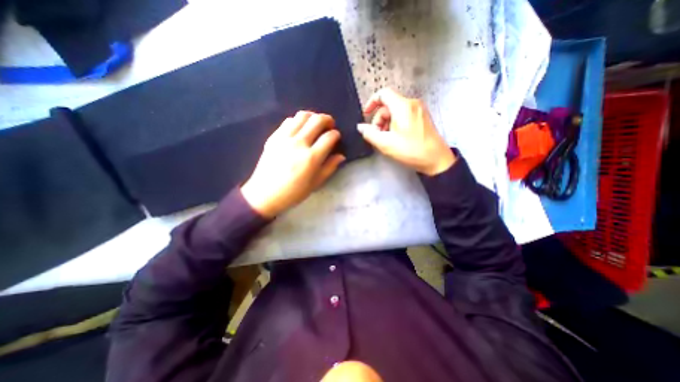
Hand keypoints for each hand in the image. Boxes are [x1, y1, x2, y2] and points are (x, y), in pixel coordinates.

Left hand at [241, 110, 345, 217]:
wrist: (264, 194)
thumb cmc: (293, 192)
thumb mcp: (315, 184)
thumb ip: (329, 167)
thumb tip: (341, 156)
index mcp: (311, 158)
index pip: (329, 137)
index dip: (336, 134)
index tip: (337, 137)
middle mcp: (299, 143)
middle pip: (317, 121)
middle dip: (327, 119)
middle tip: (330, 125)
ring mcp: (284, 138)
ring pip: (302, 116)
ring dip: (313, 116)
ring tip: (316, 123)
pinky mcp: (274, 137)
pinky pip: (288, 121)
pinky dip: (298, 121)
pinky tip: (300, 129)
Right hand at [357, 86, 455, 173]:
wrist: (436, 159)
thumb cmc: (411, 150)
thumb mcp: (386, 144)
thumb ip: (370, 134)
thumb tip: (360, 127)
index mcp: (402, 106)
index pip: (383, 94)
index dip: (371, 102)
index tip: (366, 115)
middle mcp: (412, 103)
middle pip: (388, 105)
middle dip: (379, 119)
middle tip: (377, 135)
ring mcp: (419, 110)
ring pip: (396, 111)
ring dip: (387, 123)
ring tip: (386, 139)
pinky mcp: (422, 117)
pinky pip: (404, 115)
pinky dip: (396, 124)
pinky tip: (396, 137)